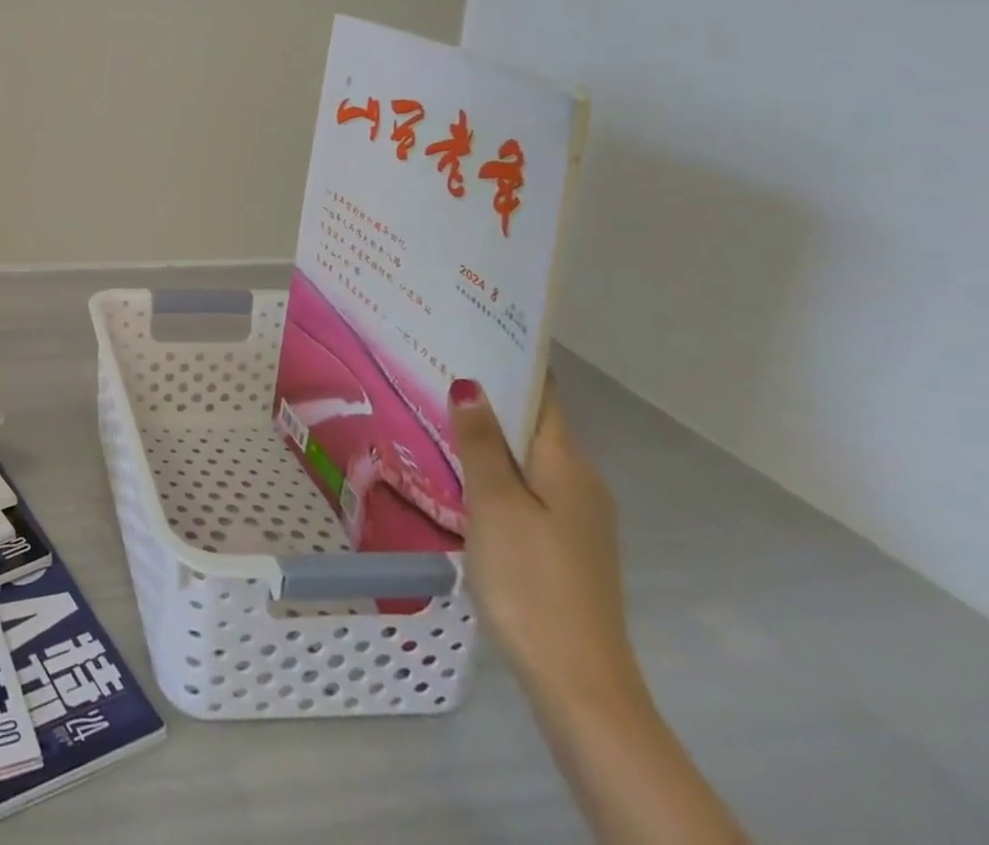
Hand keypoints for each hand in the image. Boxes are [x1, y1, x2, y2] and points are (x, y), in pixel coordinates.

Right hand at [450, 379, 643, 716]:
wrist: (578, 682)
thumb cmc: (532, 580)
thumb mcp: (495, 504)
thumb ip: (480, 443)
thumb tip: (469, 384)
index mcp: (568, 465)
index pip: (543, 395)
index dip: (511, 361)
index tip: (470, 330)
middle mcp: (580, 483)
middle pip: (534, 422)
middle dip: (491, 393)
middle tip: (434, 363)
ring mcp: (575, 517)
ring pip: (527, 456)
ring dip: (489, 431)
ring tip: (436, 407)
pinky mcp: (562, 544)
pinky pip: (525, 485)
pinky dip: (495, 466)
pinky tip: (459, 470)